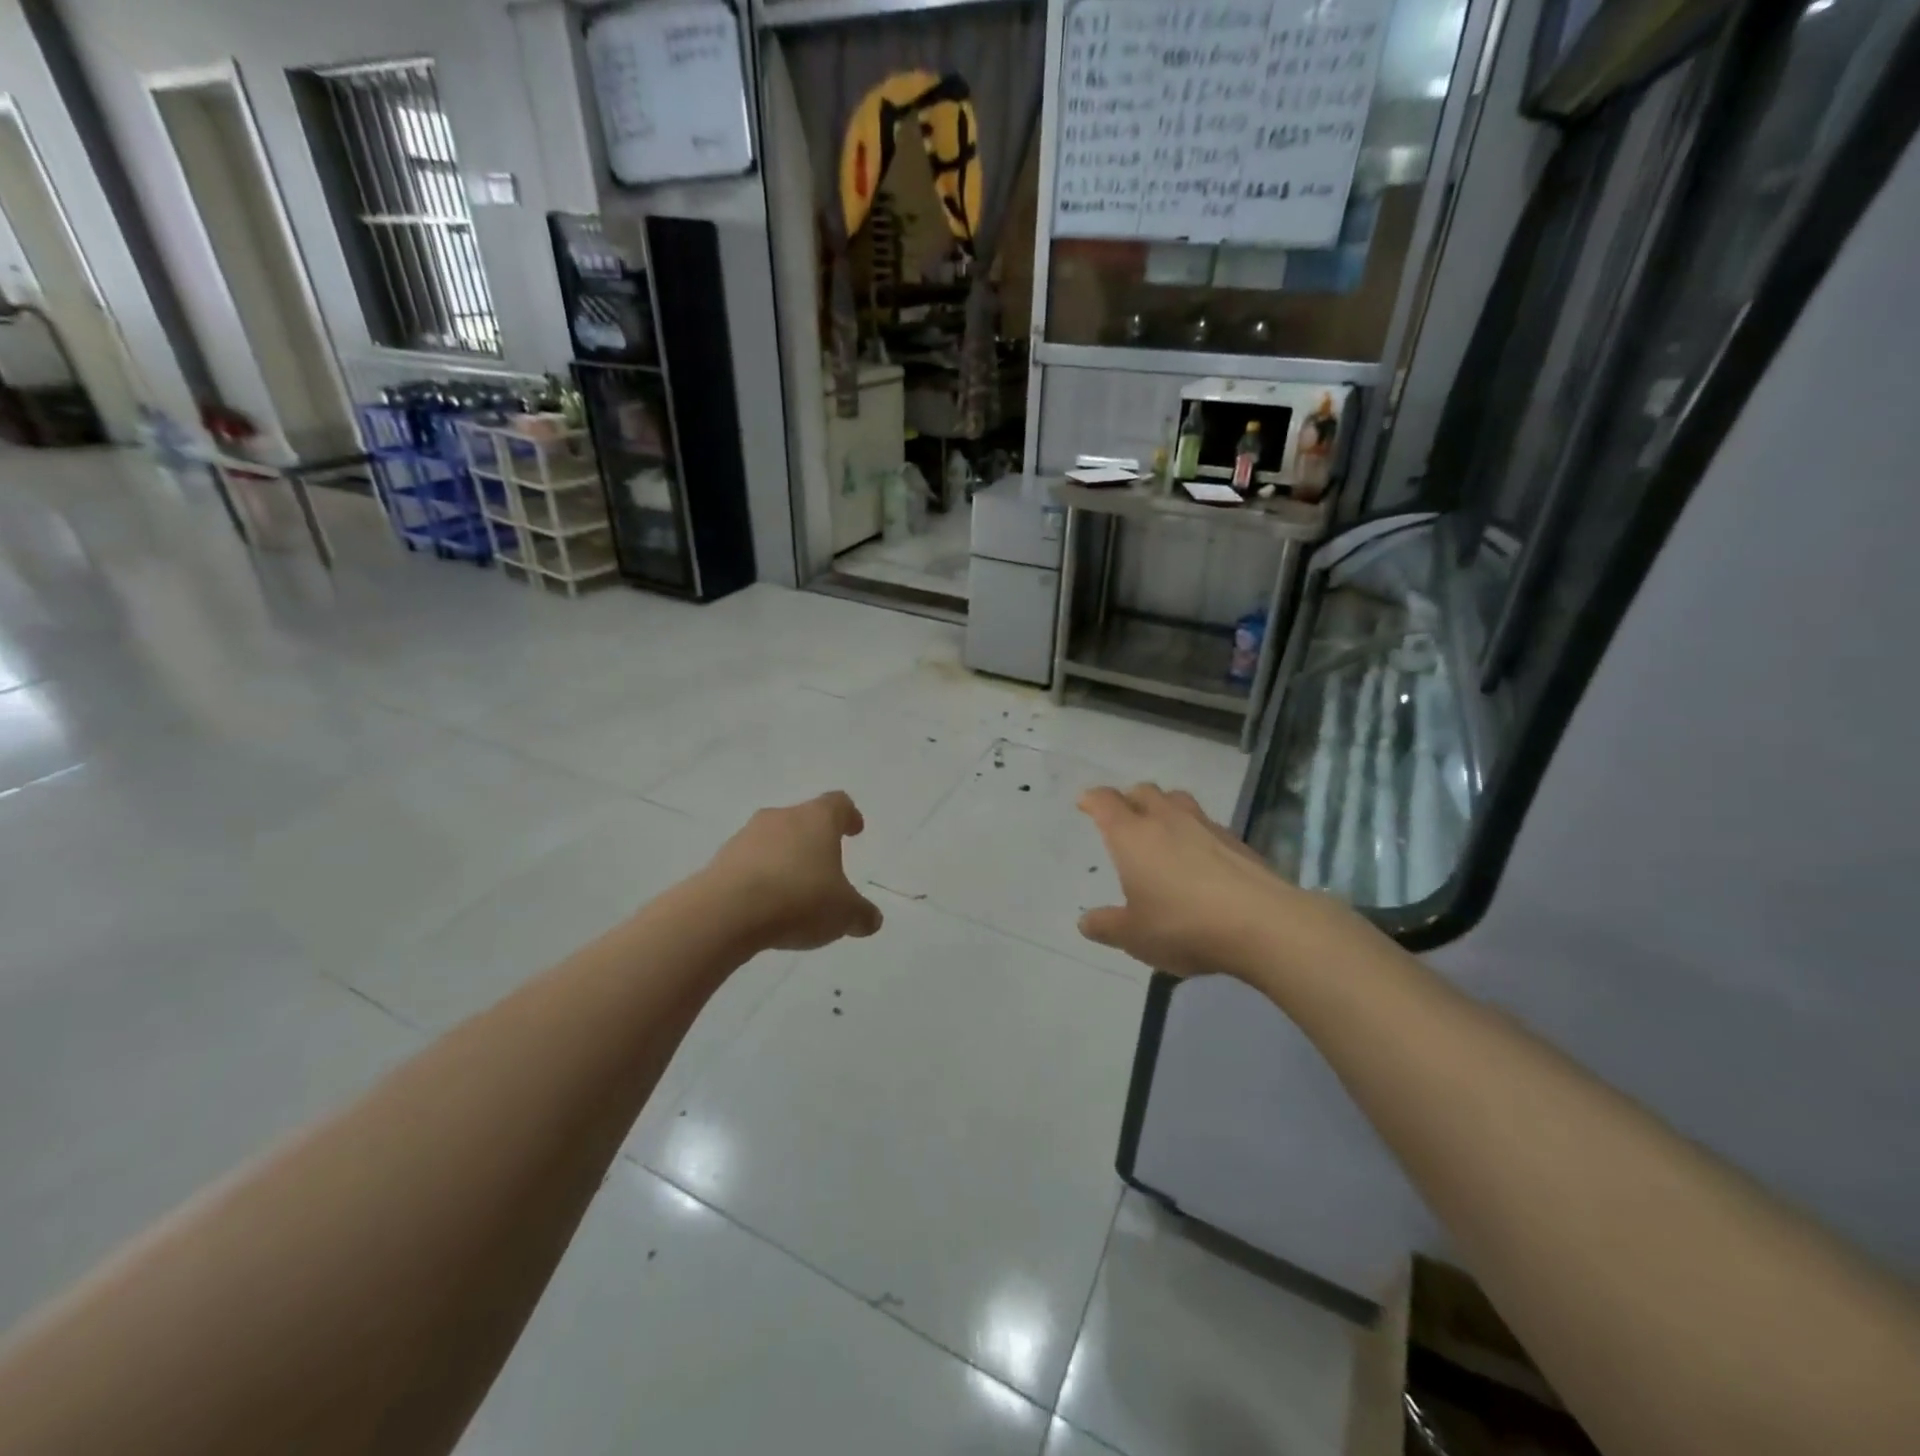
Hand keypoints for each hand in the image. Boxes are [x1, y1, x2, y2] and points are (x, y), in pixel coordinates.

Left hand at [702, 791, 884, 951]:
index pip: (838, 804)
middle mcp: (781, 818)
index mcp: (817, 819)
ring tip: (793, 892)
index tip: (854, 829)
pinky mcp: (720, 860)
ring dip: (784, 859)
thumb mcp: (843, 914)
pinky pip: (748, 864)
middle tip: (825, 866)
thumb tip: (872, 919)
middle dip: (814, 841)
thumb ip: (861, 914)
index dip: (848, 816)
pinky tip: (765, 905)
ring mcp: (746, 836)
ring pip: (773, 841)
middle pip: (803, 820)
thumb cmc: (798, 899)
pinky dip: (759, 878)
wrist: (725, 912)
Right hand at [1077, 783, 1364, 982]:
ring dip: (1163, 808)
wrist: (1263, 924)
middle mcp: (1166, 820)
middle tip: (1122, 816)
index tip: (1085, 802)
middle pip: (1144, 792)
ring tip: (1161, 829)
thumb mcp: (1135, 936)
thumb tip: (1085, 922)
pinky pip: (1206, 823)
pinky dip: (1194, 831)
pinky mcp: (1237, 841)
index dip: (1093, 799)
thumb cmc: (1184, 925)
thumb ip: (1107, 926)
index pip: (1106, 802)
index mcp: (1132, 836)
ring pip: (1178, 801)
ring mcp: (1205, 826)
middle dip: (1129, 799)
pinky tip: (1198, 856)